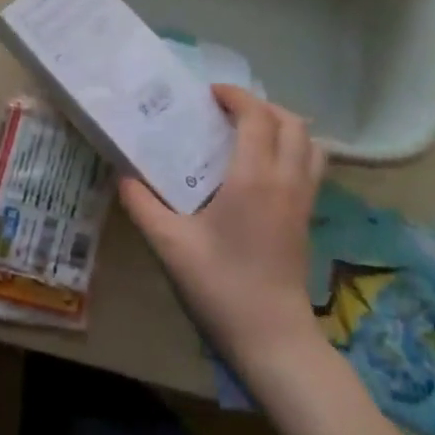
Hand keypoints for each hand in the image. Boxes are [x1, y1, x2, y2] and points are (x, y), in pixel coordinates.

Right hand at [120, 85, 325, 373]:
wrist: (273, 340)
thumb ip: (142, 204)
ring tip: (250, 133)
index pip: (257, 116)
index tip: (209, 94)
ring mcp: (303, 200)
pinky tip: (263, 168)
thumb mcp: (169, 245)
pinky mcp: (307, 218)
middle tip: (227, 112)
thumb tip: (123, 175)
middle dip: (261, 106)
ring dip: (284, 126)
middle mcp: (286, 180)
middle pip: (292, 122)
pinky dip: (293, 150)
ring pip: (310, 143)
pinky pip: (311, 167)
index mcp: (254, 178)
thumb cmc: (221, 286)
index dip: (236, 96)